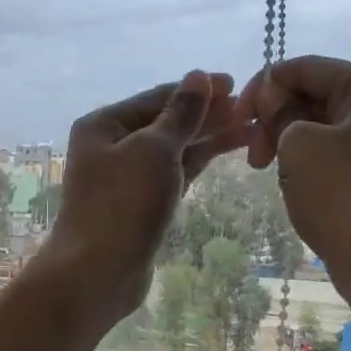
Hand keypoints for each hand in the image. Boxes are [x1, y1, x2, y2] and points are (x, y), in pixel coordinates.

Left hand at [37, 71, 243, 321]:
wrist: (98, 272)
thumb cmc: (123, 204)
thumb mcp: (155, 150)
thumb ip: (181, 114)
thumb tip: (198, 77)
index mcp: (104, 124)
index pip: (158, 96)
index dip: (198, 90)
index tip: (237, 84)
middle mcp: (111, 146)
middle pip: (166, 122)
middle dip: (208, 114)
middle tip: (253, 109)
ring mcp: (126, 177)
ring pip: (173, 149)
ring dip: (209, 137)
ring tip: (252, 129)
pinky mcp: (141, 204)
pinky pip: (173, 174)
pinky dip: (197, 162)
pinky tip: (225, 152)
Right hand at [238, 56, 350, 299]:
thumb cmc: (345, 196)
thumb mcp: (298, 145)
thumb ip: (281, 111)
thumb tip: (273, 94)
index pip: (306, 68)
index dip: (263, 87)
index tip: (235, 119)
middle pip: (320, 97)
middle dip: (279, 120)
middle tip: (254, 158)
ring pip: (329, 131)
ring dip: (294, 147)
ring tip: (277, 178)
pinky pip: (344, 159)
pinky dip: (316, 167)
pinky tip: (302, 191)